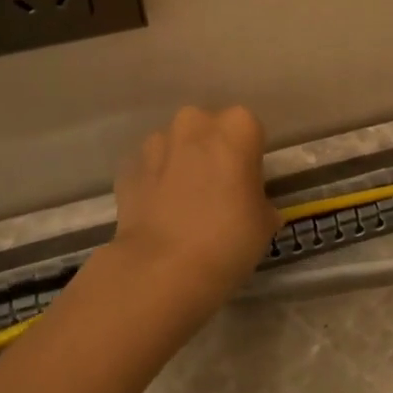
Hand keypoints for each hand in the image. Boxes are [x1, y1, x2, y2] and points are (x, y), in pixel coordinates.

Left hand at [110, 105, 278, 322]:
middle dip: (212, 152)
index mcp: (237, 127)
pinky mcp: (127, 166)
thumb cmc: (228, 239)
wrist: (162, 269)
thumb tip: (252, 205)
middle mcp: (195, 123)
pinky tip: (160, 213)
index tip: (247, 185)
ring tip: (184, 205)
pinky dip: (155, 182)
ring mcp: (156, 142)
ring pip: (176, 145)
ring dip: (182, 164)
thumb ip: (259, 201)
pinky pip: (150, 168)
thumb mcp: (265, 222)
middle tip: (217, 191)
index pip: (250, 131)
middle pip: (209, 130)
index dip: (249, 158)